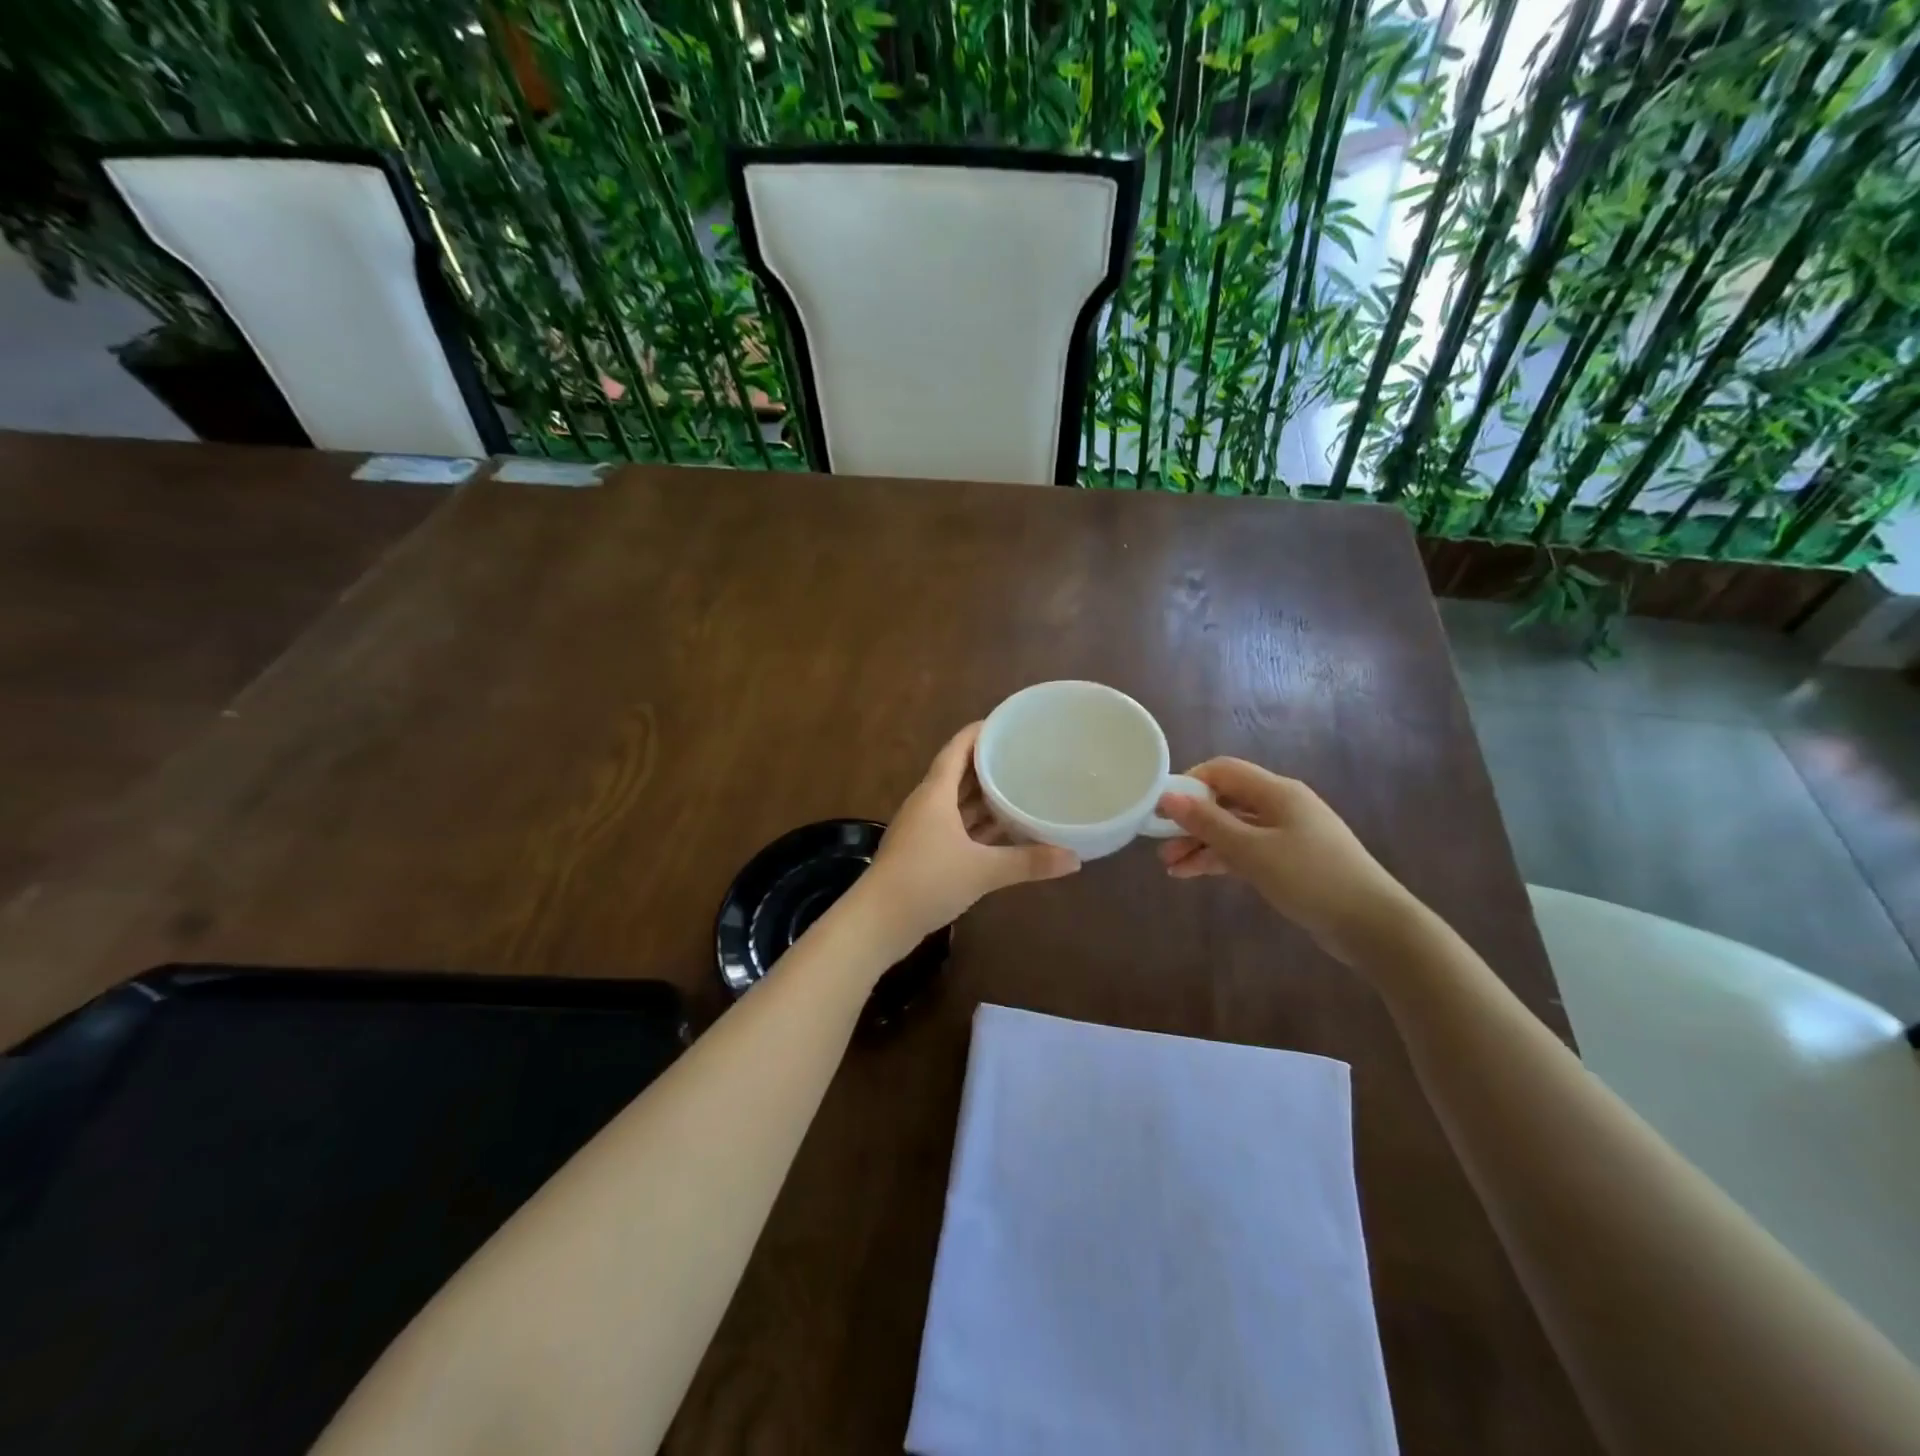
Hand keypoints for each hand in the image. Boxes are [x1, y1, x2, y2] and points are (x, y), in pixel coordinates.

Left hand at [859, 723, 1079, 945]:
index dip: (978, 733)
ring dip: (984, 798)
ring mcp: (923, 830)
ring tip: (1020, 789)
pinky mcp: (923, 853)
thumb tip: (1075, 858)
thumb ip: (1028, 862)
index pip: (957, 749)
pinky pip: (955, 827)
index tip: (1006, 723)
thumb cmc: (926, 881)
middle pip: (959, 774)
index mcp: (935, 794)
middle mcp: (927, 805)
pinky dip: (978, 826)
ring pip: (957, 803)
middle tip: (1024, 756)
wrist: (877, 922)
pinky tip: (1002, 832)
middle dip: (988, 765)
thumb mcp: (982, 870)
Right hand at [1155, 758, 1421, 965]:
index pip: (1223, 770)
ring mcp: (1286, 835)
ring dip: (1199, 843)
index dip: (1189, 783)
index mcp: (1276, 792)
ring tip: (1168, 865)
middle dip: (1190, 820)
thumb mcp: (1252, 851)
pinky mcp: (1288, 862)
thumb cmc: (1311, 878)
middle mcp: (1280, 806)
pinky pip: (1244, 851)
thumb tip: (1168, 796)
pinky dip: (1218, 860)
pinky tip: (1191, 874)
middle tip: (1158, 841)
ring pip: (1232, 829)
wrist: (1372, 925)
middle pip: (1225, 801)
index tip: (1160, 807)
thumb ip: (1208, 823)